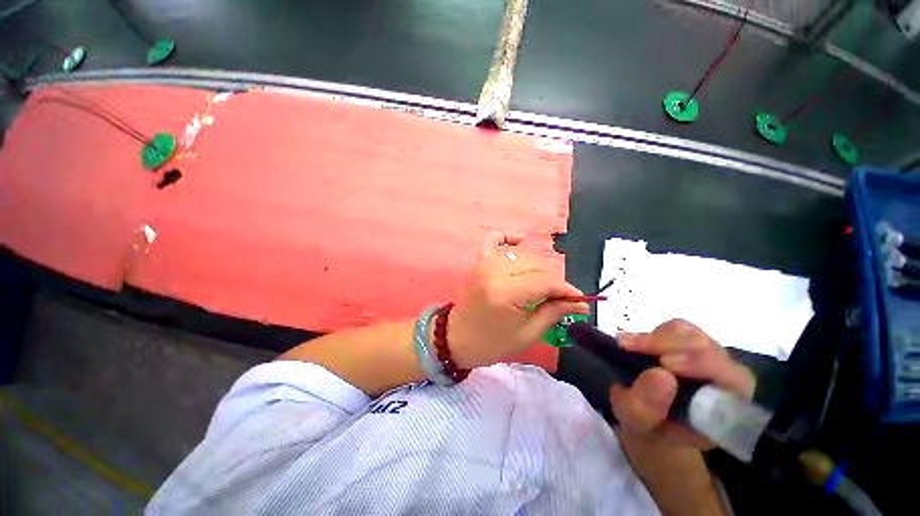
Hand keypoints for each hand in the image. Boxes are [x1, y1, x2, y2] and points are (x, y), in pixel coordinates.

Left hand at [447, 233, 588, 368]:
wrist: (458, 338)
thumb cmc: (492, 342)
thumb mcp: (527, 334)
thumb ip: (554, 312)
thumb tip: (580, 302)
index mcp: (506, 293)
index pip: (545, 281)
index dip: (566, 289)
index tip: (578, 299)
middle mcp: (495, 272)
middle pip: (537, 266)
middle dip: (553, 281)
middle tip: (559, 297)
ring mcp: (484, 264)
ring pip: (523, 256)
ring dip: (537, 268)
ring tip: (541, 286)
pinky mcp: (478, 262)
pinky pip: (493, 240)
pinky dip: (507, 237)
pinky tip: (521, 241)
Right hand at [609, 319, 755, 448]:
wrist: (646, 416)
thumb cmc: (648, 427)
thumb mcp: (637, 425)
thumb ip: (645, 408)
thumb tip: (660, 373)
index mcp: (726, 408)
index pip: (733, 379)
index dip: (703, 365)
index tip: (664, 364)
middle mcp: (725, 377)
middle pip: (707, 348)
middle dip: (666, 344)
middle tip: (628, 347)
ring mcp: (707, 355)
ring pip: (690, 333)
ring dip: (655, 338)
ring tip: (627, 346)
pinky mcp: (688, 341)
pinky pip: (675, 328)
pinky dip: (652, 333)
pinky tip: (636, 345)